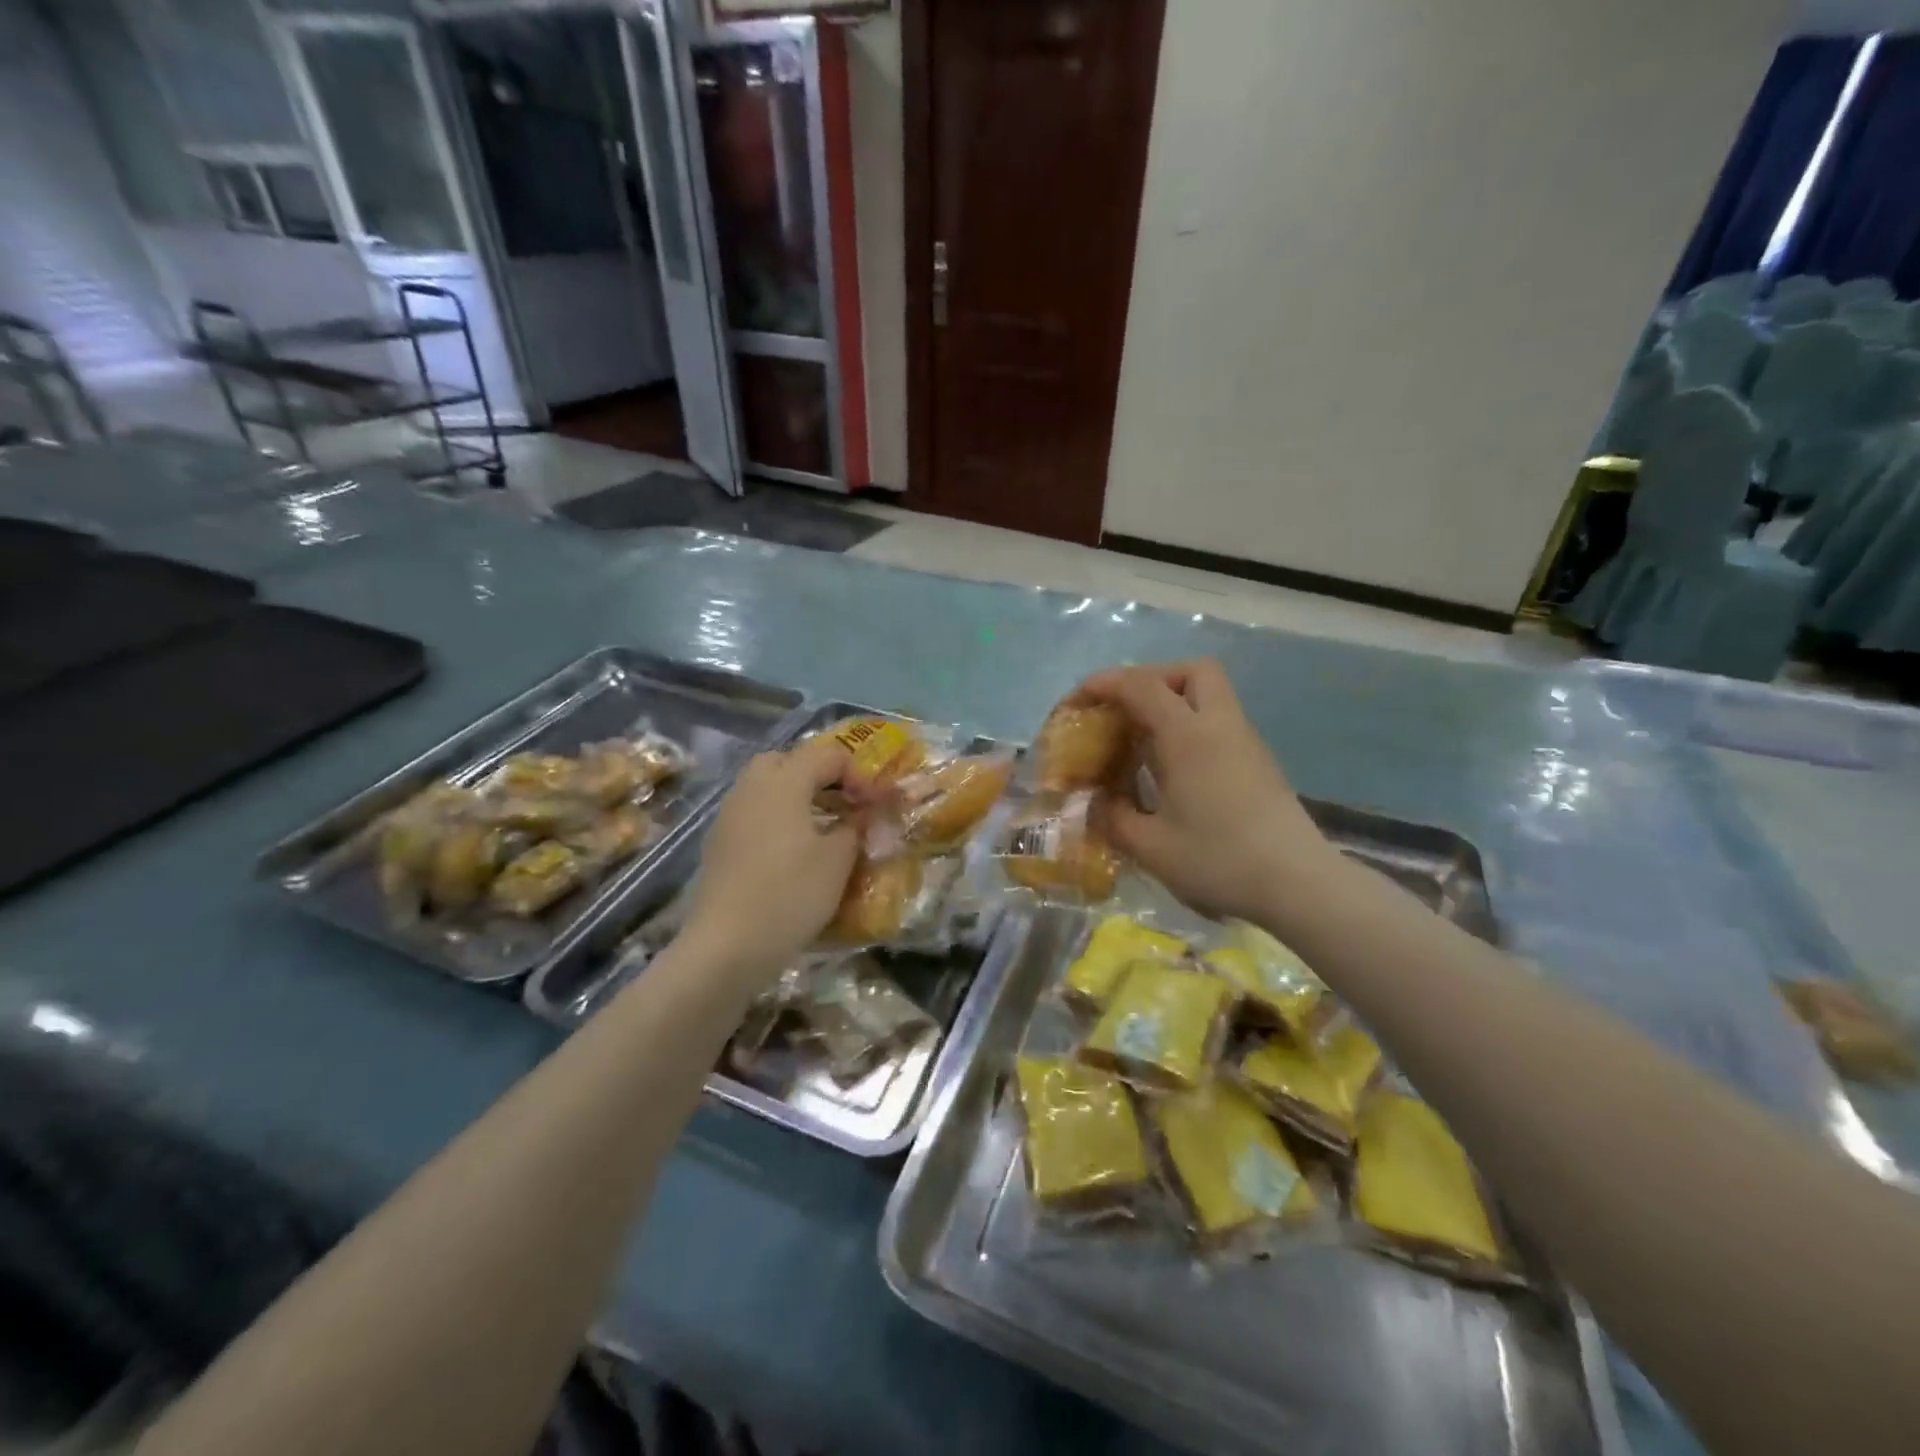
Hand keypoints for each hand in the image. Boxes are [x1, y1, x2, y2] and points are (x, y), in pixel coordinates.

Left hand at [682, 737, 859, 983]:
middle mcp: (750, 788)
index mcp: (783, 782)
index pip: (826, 754)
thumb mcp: (838, 860)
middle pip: (786, 761)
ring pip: (765, 787)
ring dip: (797, 797)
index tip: (873, 804)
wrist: (727, 946)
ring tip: (823, 830)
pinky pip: (753, 814)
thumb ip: (855, 827)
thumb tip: (862, 813)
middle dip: (819, 775)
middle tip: (843, 804)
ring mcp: (729, 816)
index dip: (856, 773)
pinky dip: (776, 820)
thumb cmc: (790, 894)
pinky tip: (792, 854)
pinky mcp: (718, 844)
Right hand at [1078, 659, 1335, 924]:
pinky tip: (1171, 771)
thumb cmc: (1220, 861)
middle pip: (1190, 672)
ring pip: (1209, 695)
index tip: (1076, 703)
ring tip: (1141, 744)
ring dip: (1172, 704)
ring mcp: (1245, 741)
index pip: (1142, 686)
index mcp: (1189, 736)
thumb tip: (1096, 802)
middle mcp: (1220, 726)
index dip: (1103, 684)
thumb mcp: (1151, 847)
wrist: (1299, 885)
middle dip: (1151, 680)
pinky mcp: (1258, 762)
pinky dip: (1188, 729)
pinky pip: (1217, 723)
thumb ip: (1113, 818)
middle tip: (1124, 713)